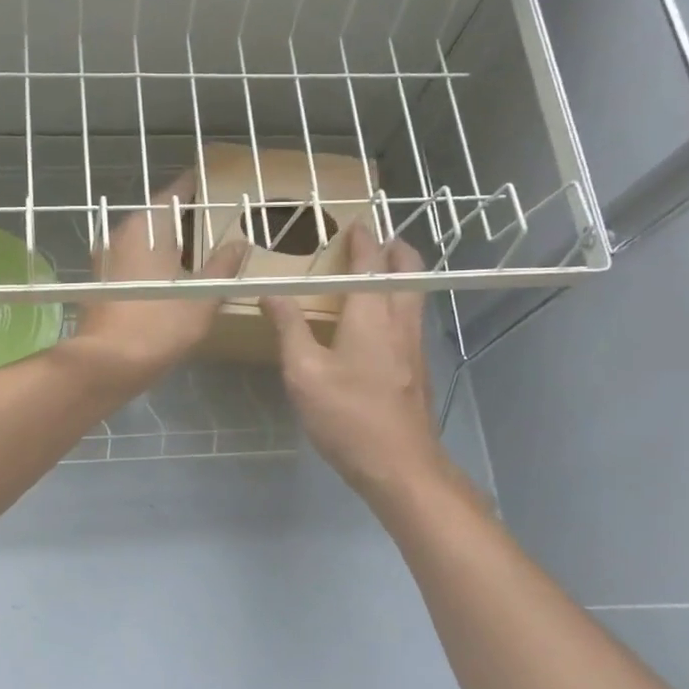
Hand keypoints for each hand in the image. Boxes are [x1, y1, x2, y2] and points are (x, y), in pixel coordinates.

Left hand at [70, 171, 247, 391]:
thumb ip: (222, 266)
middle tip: (214, 218)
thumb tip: (240, 243)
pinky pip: (134, 260)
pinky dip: (154, 261)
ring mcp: (107, 260)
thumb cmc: (158, 324)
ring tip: (198, 248)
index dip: (193, 185)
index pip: (172, 193)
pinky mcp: (103, 283)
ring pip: (144, 240)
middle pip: (156, 216)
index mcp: (145, 227)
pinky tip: (173, 276)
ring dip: (168, 242)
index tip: (212, 179)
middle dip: (183, 217)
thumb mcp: (202, 296)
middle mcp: (121, 235)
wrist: (107, 364)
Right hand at [261, 223, 447, 497]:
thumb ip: (289, 327)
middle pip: (408, 271)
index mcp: (371, 315)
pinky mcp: (418, 368)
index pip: (370, 263)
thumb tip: (270, 292)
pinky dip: (400, 301)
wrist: (399, 465)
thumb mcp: (304, 372)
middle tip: (378, 239)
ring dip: (400, 274)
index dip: (362, 240)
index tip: (355, 223)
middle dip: (395, 249)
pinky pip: (412, 318)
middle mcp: (400, 322)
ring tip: (379, 272)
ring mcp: (415, 346)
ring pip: (414, 295)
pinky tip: (381, 322)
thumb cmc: (347, 415)